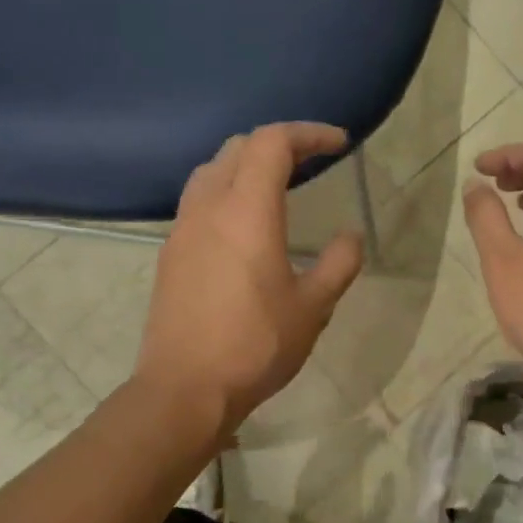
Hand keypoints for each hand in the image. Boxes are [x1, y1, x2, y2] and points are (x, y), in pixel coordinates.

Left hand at [136, 123, 363, 440]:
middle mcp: (209, 207)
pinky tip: (244, 223)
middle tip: (312, 161)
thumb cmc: (256, 345)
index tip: (338, 144)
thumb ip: (338, 263)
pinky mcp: (170, 253)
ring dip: (246, 163)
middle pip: (238, 147)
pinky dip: (227, 190)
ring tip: (277, 185)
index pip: (272, 142)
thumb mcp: (313, 307)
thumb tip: (351, 235)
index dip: (308, 133)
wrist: (186, 388)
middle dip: (278, 143)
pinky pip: (198, 200)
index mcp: (247, 211)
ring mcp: (183, 229)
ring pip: (212, 170)